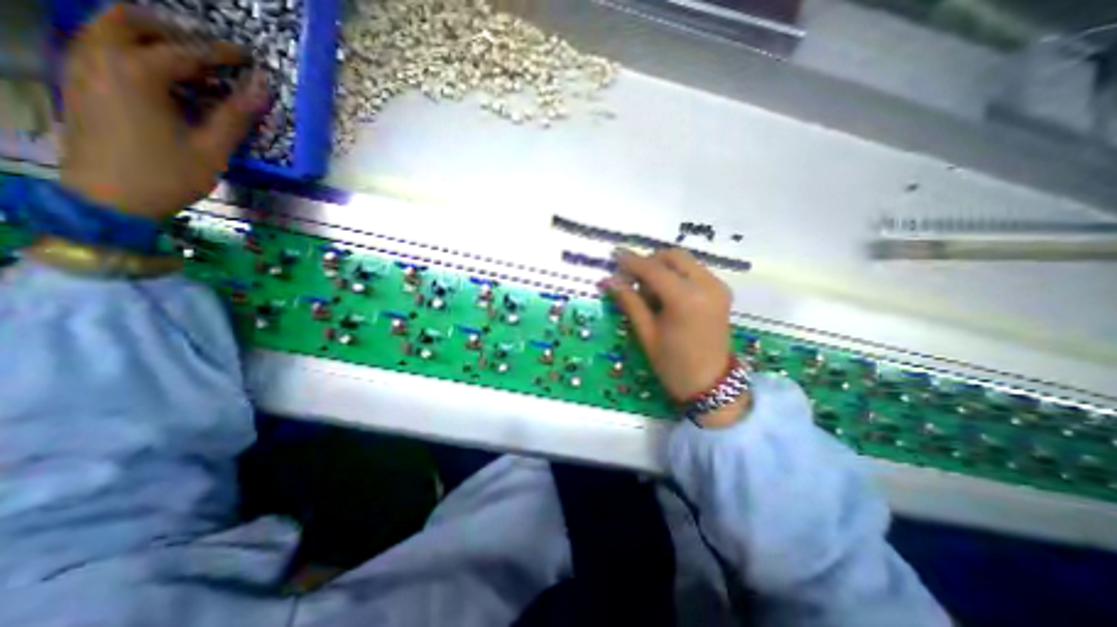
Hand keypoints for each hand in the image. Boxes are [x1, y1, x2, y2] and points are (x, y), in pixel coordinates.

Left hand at [58, 1, 268, 220]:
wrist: (109, 198)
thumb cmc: (169, 174)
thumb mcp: (212, 148)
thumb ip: (237, 114)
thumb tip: (263, 88)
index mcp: (136, 73)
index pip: (185, 51)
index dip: (221, 53)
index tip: (248, 57)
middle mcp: (98, 57)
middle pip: (129, 20)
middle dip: (174, 31)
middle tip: (211, 54)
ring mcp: (80, 67)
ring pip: (107, 29)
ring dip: (150, 39)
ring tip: (192, 66)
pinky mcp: (77, 82)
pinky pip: (100, 48)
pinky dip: (132, 51)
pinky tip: (162, 79)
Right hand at [603, 248, 749, 427]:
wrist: (710, 384)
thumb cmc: (673, 364)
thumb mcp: (646, 333)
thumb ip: (629, 301)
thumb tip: (608, 280)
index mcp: (686, 299)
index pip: (654, 269)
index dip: (631, 261)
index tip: (614, 256)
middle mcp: (707, 286)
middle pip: (673, 256)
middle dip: (649, 262)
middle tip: (631, 279)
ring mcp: (718, 287)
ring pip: (685, 261)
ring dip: (663, 267)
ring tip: (648, 291)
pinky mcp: (722, 291)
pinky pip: (694, 271)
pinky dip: (677, 275)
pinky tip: (666, 294)